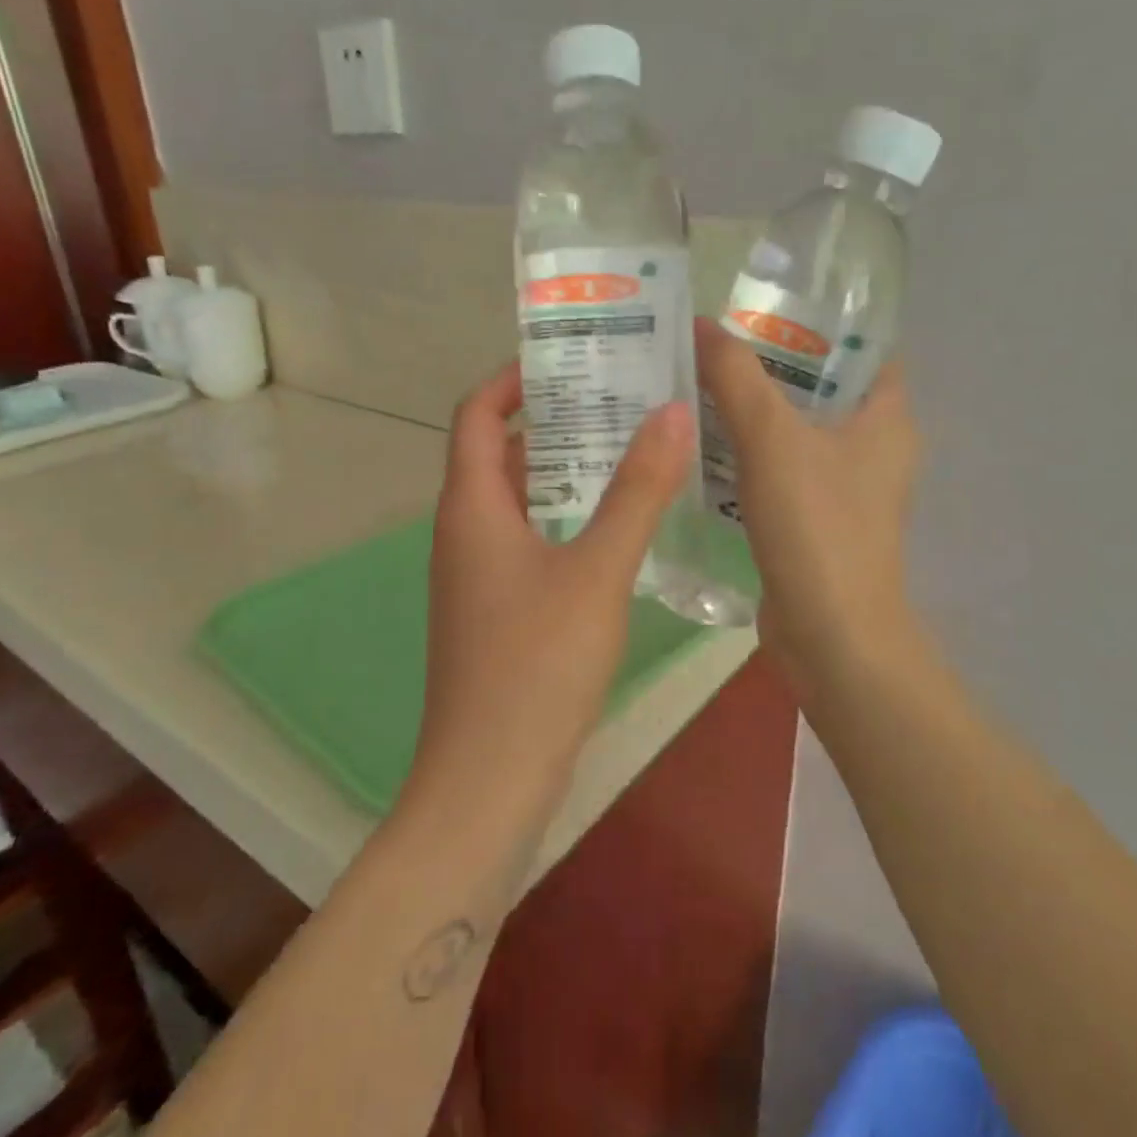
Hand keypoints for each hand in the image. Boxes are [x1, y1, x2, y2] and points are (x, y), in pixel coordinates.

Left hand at [408, 362, 694, 822]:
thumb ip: (637, 492)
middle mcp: (464, 532)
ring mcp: (477, 576)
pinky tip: (616, 529)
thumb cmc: (538, 665)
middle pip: (498, 453)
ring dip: (564, 471)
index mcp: (472, 508)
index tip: (570, 358)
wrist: (490, 778)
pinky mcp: (496, 612)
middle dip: (552, 419)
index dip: (513, 378)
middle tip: (619, 398)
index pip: (476, 414)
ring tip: (629, 450)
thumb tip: (672, 412)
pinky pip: (528, 541)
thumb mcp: (597, 571)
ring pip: (517, 501)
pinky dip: (565, 519)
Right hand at [695, 320, 922, 699]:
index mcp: (887, 417)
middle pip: (820, 389)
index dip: (818, 324)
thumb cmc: (817, 526)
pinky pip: (780, 473)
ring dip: (753, 415)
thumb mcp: (772, 439)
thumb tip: (701, 323)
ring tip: (697, 387)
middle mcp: (874, 449)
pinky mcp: (816, 523)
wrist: (829, 633)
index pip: (863, 349)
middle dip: (770, 367)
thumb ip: (736, 378)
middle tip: (712, 346)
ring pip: (796, 434)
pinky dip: (748, 458)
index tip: (761, 310)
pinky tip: (702, 448)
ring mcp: (846, 490)